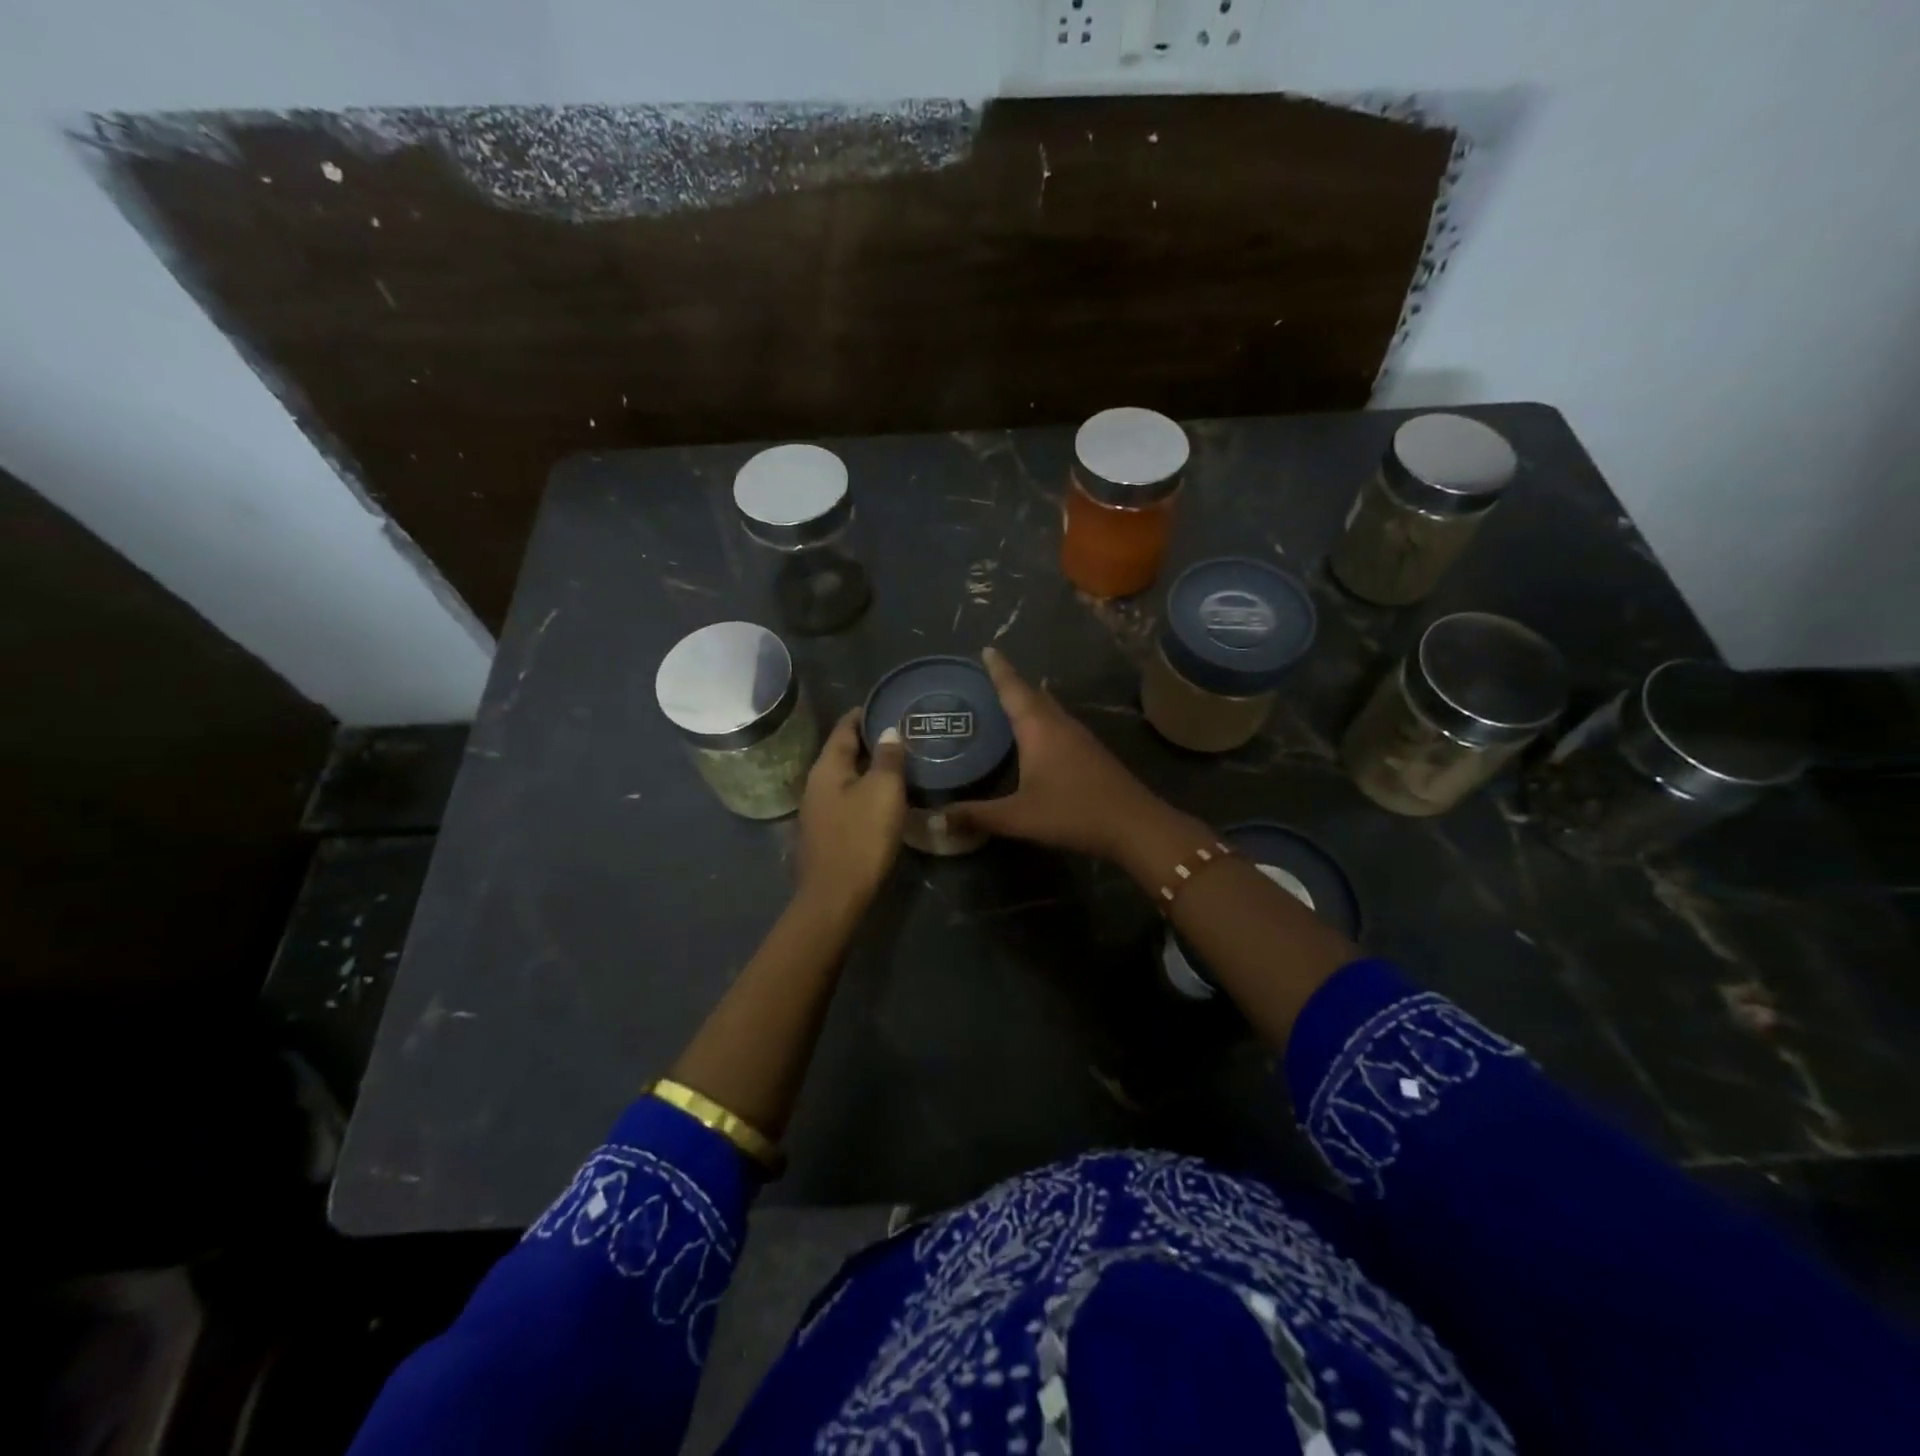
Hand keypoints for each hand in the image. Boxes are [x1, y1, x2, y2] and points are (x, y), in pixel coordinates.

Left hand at [796, 708, 907, 916]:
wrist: (835, 895)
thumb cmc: (861, 837)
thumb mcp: (883, 791)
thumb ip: (888, 758)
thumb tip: (888, 731)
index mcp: (827, 768)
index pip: (844, 729)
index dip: (862, 714)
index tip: (883, 704)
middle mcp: (816, 784)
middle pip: (842, 753)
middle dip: (868, 741)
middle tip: (898, 732)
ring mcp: (818, 811)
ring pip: (845, 777)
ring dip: (867, 767)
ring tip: (896, 762)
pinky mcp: (826, 833)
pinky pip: (847, 799)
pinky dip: (864, 790)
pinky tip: (883, 797)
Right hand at [945, 648, 1167, 860]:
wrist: (1135, 825)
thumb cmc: (1073, 813)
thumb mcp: (1019, 817)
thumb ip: (978, 816)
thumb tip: (939, 819)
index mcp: (1039, 729)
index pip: (1013, 689)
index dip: (998, 669)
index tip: (986, 649)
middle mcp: (1059, 724)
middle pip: (1033, 694)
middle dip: (1011, 683)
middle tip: (988, 676)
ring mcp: (1080, 737)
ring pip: (1049, 708)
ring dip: (1029, 700)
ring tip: (1008, 701)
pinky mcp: (1091, 752)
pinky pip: (1059, 723)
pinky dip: (1042, 719)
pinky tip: (1037, 735)